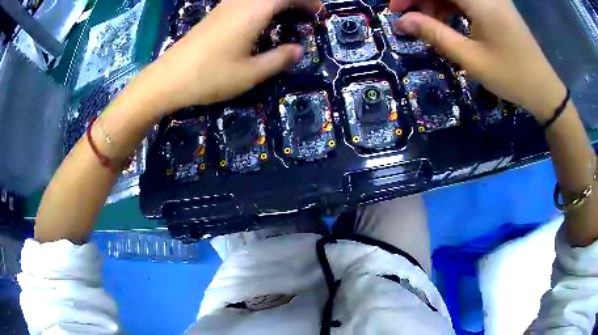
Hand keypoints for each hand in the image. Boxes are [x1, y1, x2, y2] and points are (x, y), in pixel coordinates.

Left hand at [137, 0, 319, 112]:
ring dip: (275, 2)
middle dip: (292, 0)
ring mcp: (223, 7)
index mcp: (252, 12)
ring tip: (286, 15)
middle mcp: (239, 3)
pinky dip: (260, 4)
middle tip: (304, 13)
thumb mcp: (250, 74)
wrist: (167, 79)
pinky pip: (244, 1)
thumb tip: (298, 50)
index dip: (306, 1)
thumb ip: (278, 59)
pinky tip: (259, 19)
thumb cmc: (209, 77)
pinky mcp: (214, 15)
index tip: (317, 13)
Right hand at [391, 0, 566, 121]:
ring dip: (436, 3)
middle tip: (409, 20)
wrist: (543, 89)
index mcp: (480, 0)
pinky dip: (451, 7)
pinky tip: (448, 23)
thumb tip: (403, 21)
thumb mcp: (470, 58)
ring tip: (430, 26)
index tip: (395, 11)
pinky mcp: (496, 5)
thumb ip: (435, 33)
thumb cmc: (511, 76)